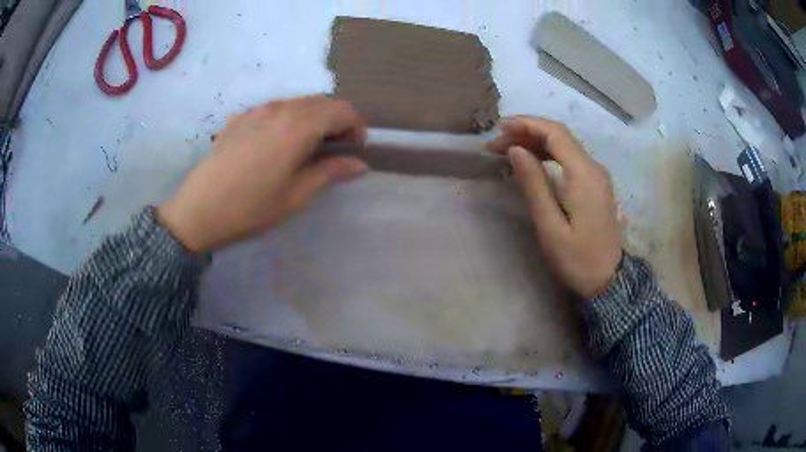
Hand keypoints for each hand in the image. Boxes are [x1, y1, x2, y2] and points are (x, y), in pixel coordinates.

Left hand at [158, 96, 368, 252]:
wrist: (197, 211)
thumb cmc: (250, 208)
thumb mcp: (296, 195)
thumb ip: (330, 172)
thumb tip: (360, 164)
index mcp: (298, 126)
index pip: (343, 110)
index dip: (357, 126)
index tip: (355, 149)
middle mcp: (279, 109)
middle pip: (322, 102)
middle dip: (337, 120)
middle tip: (334, 150)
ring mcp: (256, 110)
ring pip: (297, 103)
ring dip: (313, 118)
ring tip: (306, 147)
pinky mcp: (239, 118)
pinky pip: (274, 109)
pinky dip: (288, 119)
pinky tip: (276, 144)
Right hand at [488, 117, 621, 298]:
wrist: (608, 281)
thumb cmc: (577, 259)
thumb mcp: (550, 226)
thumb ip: (534, 184)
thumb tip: (516, 150)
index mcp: (584, 174)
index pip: (555, 133)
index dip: (526, 124)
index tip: (498, 128)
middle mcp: (593, 167)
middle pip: (560, 135)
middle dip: (527, 132)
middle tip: (496, 143)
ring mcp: (596, 175)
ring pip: (564, 145)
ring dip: (535, 142)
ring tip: (507, 150)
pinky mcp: (595, 185)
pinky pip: (569, 158)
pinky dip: (547, 154)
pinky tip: (531, 161)